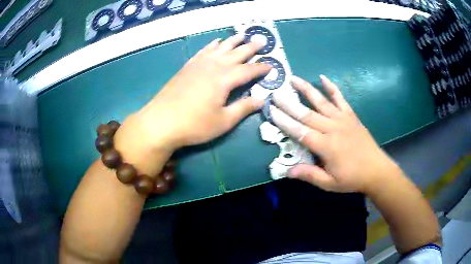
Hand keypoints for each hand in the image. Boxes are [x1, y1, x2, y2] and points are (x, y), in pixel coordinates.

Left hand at [135, 34, 269, 149]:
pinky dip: (211, 45)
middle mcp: (213, 66)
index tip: (271, 66)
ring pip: (220, 48)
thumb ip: (243, 108)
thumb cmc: (194, 124)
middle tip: (262, 40)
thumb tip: (261, 100)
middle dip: (250, 47)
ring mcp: (199, 65)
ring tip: (242, 35)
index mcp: (225, 79)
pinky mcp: (187, 67)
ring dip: (232, 41)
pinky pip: (203, 51)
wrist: (161, 122)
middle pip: (236, 54)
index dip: (260, 68)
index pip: (248, 71)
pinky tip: (216, 42)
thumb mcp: (223, 121)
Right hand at [270, 75, 395, 193]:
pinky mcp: (351, 116)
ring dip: (306, 89)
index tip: (271, 110)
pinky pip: (340, 99)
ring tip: (293, 79)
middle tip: (275, 93)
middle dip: (289, 103)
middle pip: (307, 113)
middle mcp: (332, 128)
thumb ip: (309, 175)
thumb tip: (287, 171)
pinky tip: (323, 77)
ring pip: (321, 101)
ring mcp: (343, 119)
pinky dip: (332, 88)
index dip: (284, 121)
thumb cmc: (352, 178)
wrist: (376, 170)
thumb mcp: (330, 183)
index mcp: (326, 146)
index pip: (300, 131)